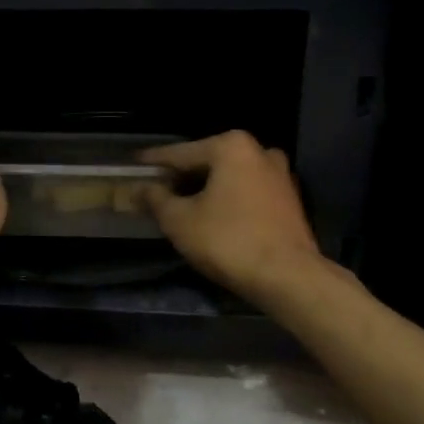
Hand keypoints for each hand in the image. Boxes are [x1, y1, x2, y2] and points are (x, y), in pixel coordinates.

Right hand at [140, 131, 322, 303]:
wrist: (288, 277)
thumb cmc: (228, 241)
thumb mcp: (180, 221)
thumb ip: (156, 199)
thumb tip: (138, 188)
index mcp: (231, 146)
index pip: (180, 153)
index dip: (154, 162)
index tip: (134, 165)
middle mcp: (259, 150)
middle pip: (207, 161)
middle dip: (181, 176)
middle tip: (154, 189)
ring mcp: (279, 174)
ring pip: (229, 177)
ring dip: (205, 188)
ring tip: (180, 204)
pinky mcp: (289, 199)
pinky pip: (247, 192)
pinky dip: (227, 199)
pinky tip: (212, 216)